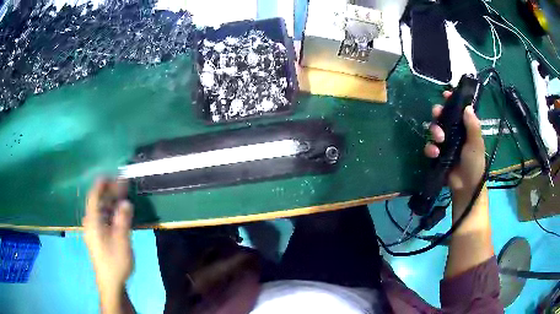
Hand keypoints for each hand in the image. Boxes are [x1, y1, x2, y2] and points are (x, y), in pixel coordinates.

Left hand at [83, 179, 133, 297]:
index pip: (94, 197)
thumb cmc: (115, 263)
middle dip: (109, 191)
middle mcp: (90, 223)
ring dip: (111, 201)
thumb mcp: (121, 242)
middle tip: (123, 184)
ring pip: (100, 210)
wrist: (110, 283)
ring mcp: (93, 230)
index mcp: (93, 222)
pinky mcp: (98, 237)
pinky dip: (110, 211)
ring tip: (123, 195)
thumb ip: (123, 220)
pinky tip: (119, 212)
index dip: (102, 184)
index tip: (112, 174)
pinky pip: (102, 218)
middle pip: (98, 202)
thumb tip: (126, 202)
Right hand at [424, 91, 485, 201]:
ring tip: (439, 140)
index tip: (445, 95)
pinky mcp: (438, 155)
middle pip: (443, 116)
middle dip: (438, 114)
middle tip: (437, 114)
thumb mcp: (476, 144)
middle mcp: (455, 132)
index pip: (458, 110)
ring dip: (434, 131)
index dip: (451, 101)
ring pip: (434, 129)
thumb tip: (467, 106)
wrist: (466, 187)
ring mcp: (445, 144)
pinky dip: (430, 148)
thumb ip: (473, 126)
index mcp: (465, 127)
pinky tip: (434, 153)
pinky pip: (430, 146)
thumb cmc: (475, 164)